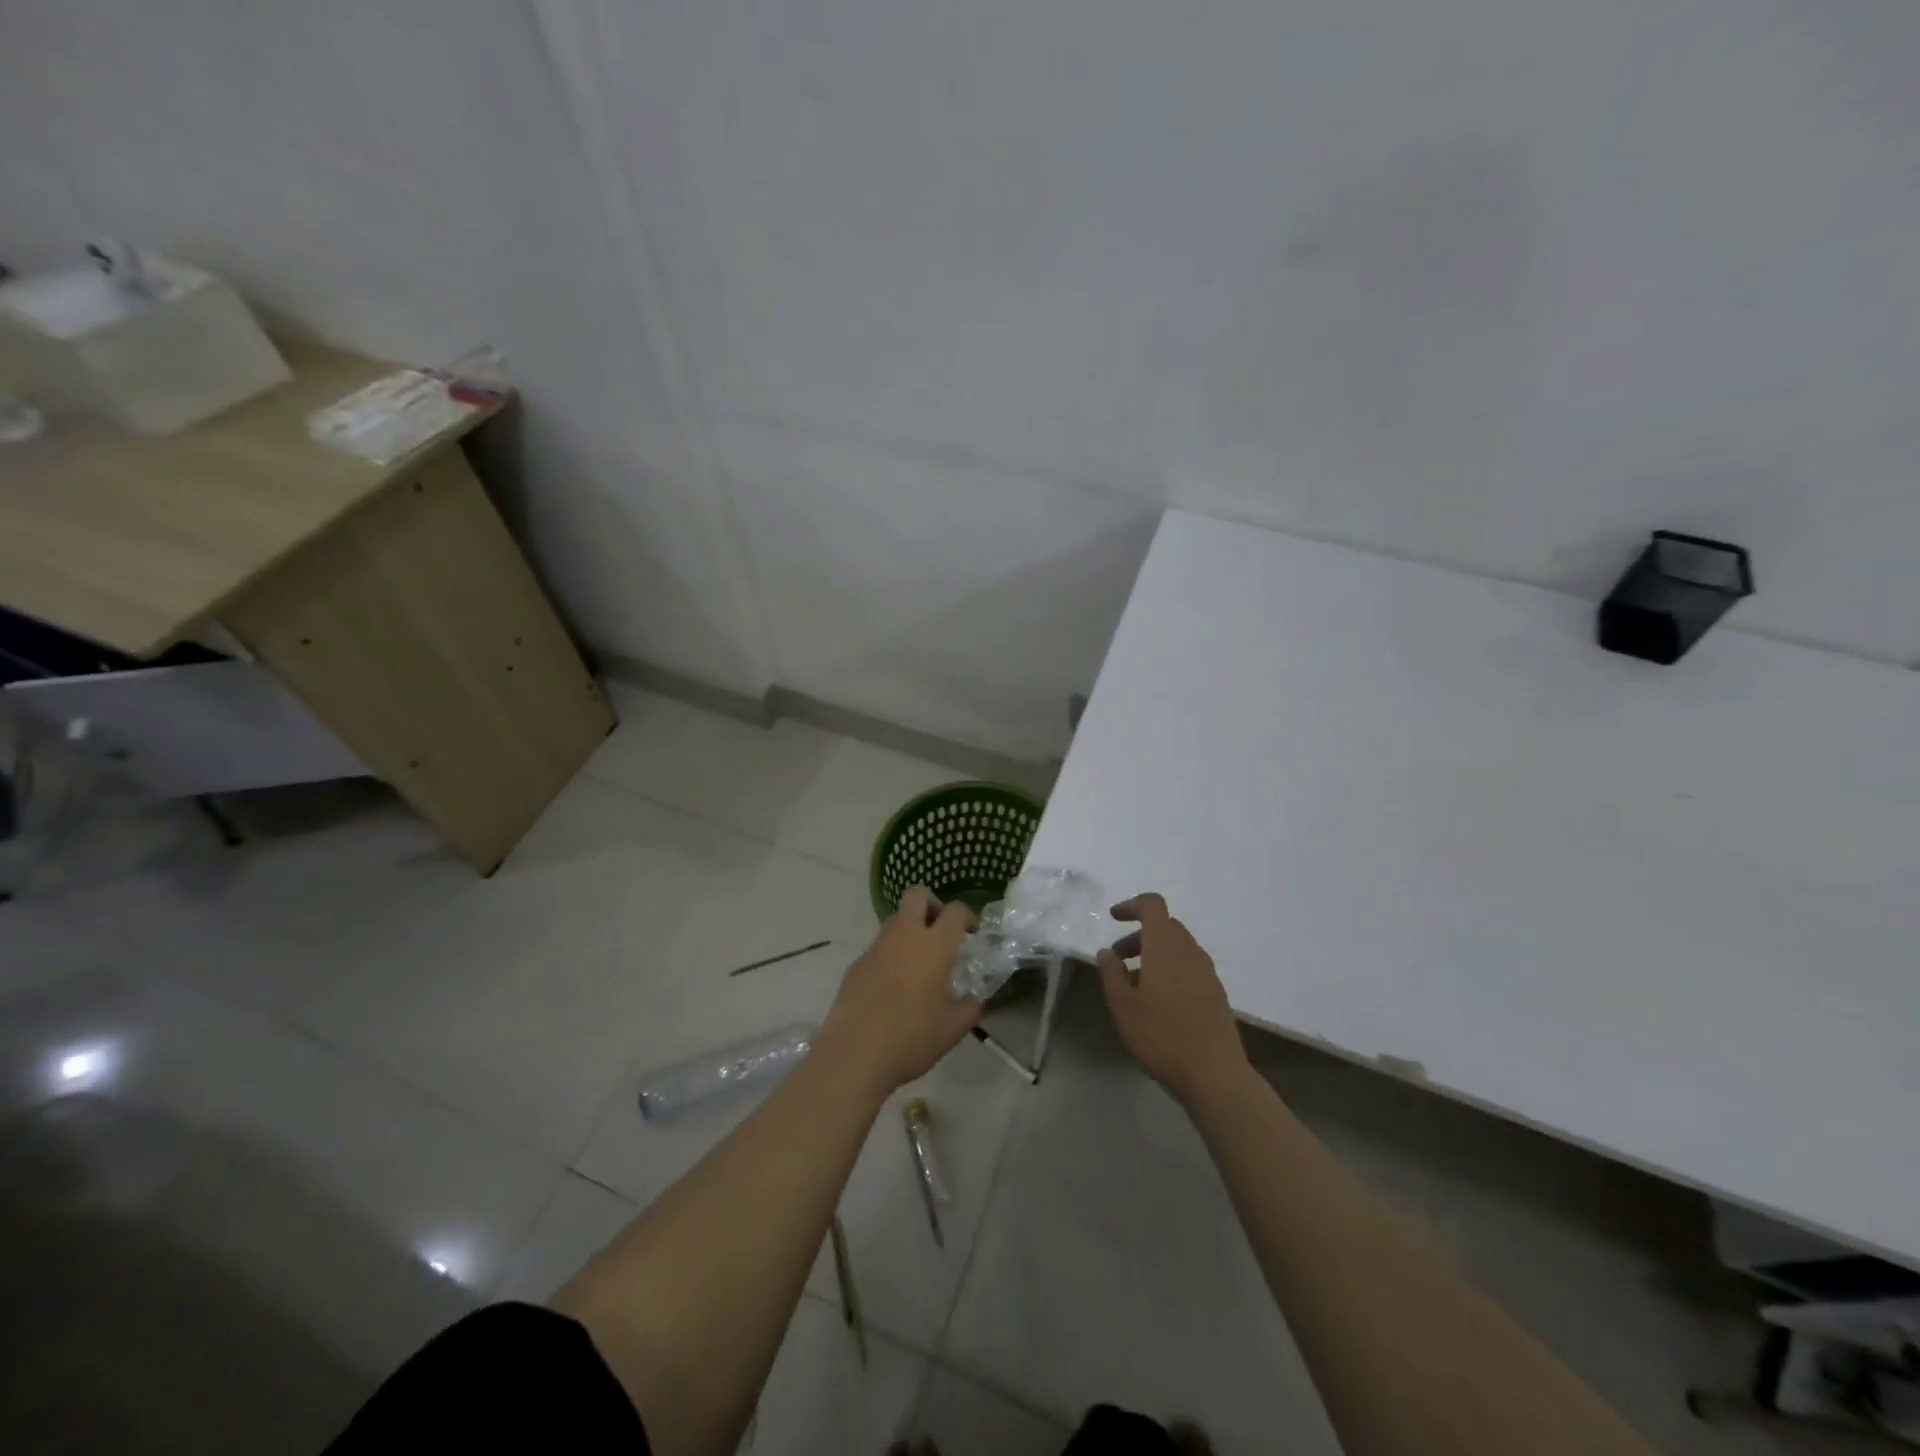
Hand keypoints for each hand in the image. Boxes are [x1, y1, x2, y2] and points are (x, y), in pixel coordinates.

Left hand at [819, 887, 981, 1094]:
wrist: (854, 1055)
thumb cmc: (910, 1039)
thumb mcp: (951, 1030)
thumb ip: (968, 1009)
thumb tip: (973, 999)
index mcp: (934, 946)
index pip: (955, 911)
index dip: (967, 916)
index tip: (972, 934)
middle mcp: (904, 936)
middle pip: (917, 895)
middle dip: (932, 905)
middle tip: (941, 931)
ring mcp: (876, 947)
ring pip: (895, 919)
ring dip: (909, 930)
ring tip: (918, 964)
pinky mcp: (856, 964)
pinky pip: (878, 947)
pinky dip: (890, 955)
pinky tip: (892, 987)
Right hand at [1096, 893, 1249, 1106]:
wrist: (1215, 1074)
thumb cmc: (1161, 1035)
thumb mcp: (1122, 1005)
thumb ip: (1111, 972)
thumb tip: (1107, 952)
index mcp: (1165, 945)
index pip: (1152, 905)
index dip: (1131, 905)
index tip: (1113, 918)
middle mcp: (1190, 951)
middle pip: (1165, 926)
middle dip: (1139, 935)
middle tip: (1118, 958)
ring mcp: (1207, 972)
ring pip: (1178, 948)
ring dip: (1154, 954)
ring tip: (1135, 984)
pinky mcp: (1216, 994)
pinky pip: (1189, 967)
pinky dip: (1170, 970)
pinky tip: (1159, 1002)